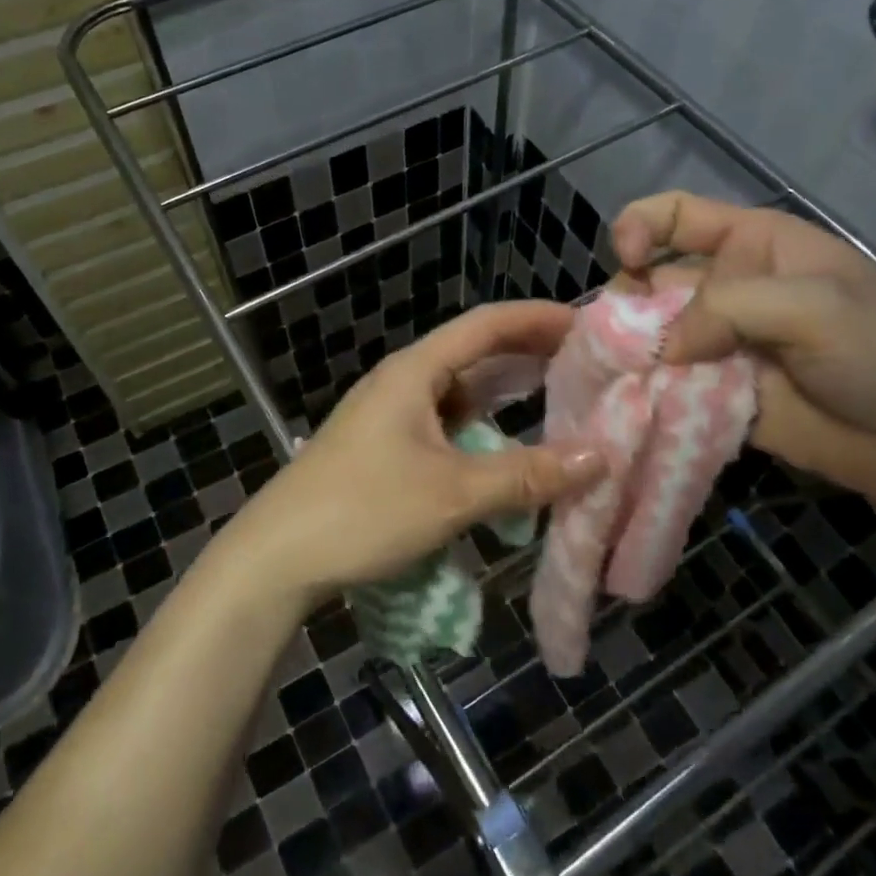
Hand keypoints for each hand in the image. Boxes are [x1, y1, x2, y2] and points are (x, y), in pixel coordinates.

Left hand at [211, 301, 603, 608]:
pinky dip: (482, 430)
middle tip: (586, 364)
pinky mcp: (385, 449)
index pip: (486, 324)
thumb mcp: (452, 493)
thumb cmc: (363, 510)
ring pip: (460, 393)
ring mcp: (390, 416)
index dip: (538, 318)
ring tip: (559, 399)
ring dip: (506, 395)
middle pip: (474, 353)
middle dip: (529, 355)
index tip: (588, 324)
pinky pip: (446, 426)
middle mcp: (402, 383)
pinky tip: (506, 450)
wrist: (276, 557)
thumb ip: (526, 475)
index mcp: (415, 371)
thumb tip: (599, 457)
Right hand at [611, 192, 875, 519]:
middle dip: (626, 303)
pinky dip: (641, 391)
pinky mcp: (711, 394)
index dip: (640, 225)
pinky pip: (663, 386)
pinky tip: (627, 402)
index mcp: (752, 246)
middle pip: (650, 279)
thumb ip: (731, 308)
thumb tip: (662, 348)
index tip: (628, 259)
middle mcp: (725, 289)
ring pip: (649, 336)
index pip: (677, 216)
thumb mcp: (816, 308)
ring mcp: (716, 345)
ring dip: (627, 351)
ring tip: (614, 372)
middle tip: (619, 338)